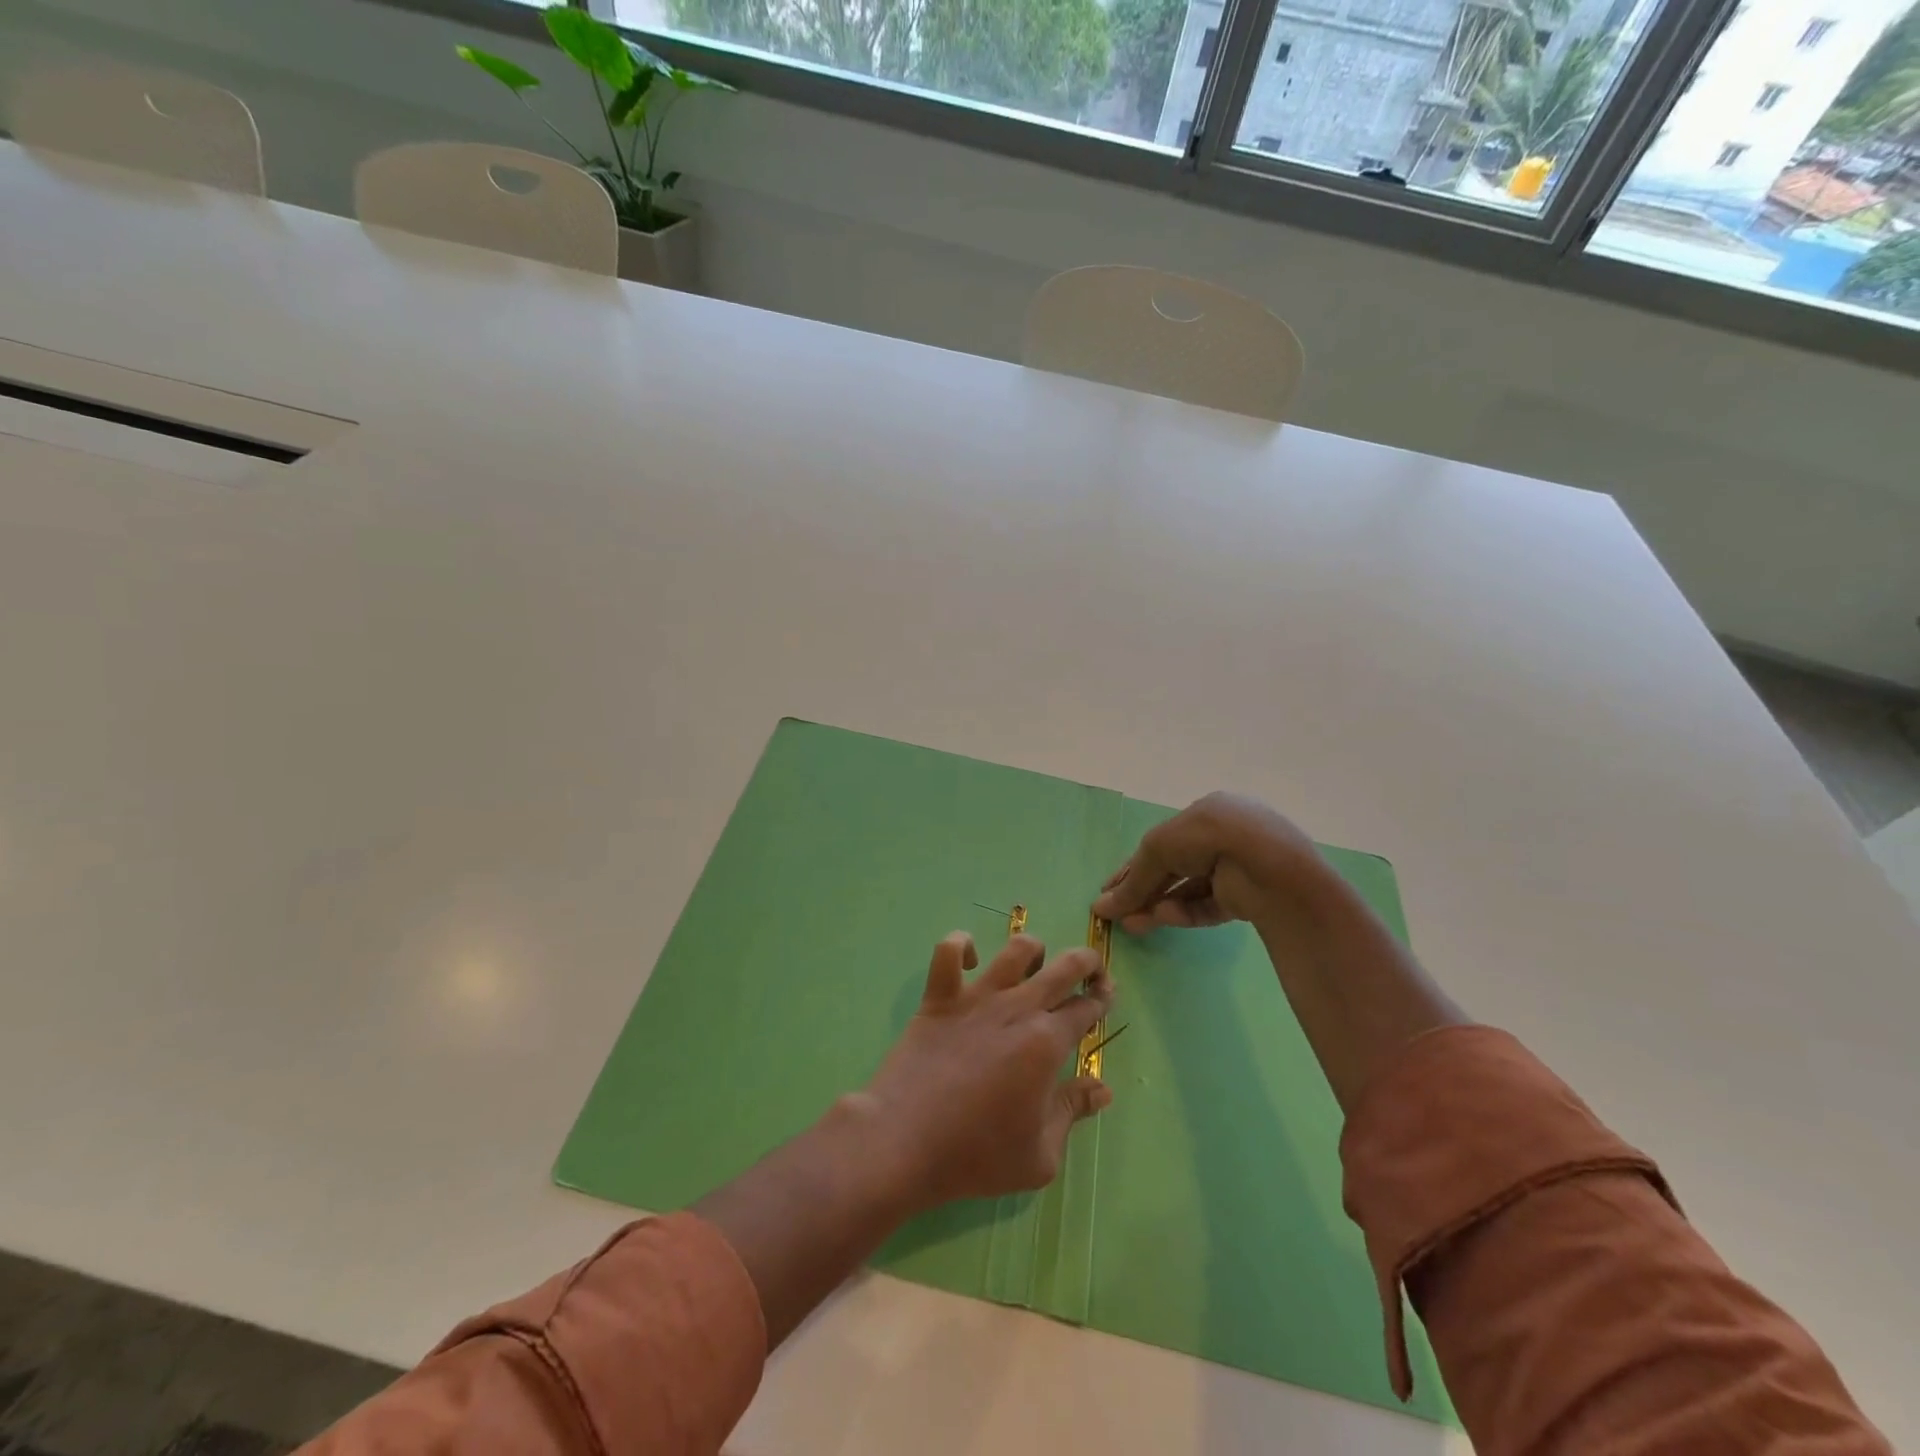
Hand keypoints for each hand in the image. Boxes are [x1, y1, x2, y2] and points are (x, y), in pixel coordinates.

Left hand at [851, 932, 1114, 1213]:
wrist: (904, 1142)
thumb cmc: (975, 1155)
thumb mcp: (1040, 1155)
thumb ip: (1073, 1112)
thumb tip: (1104, 1089)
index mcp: (1046, 1043)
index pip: (1086, 1008)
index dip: (1101, 1001)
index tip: (1104, 1001)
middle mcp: (1017, 1008)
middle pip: (1065, 966)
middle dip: (1088, 962)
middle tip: (1090, 974)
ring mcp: (976, 997)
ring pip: (1016, 949)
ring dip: (1035, 951)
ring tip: (1035, 968)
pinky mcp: (939, 997)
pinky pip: (949, 951)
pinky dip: (962, 946)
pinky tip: (971, 961)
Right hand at [1091, 792, 1335, 933]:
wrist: (1267, 866)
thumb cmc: (1208, 837)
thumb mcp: (1159, 848)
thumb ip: (1133, 879)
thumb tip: (1101, 907)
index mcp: (1207, 812)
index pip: (1163, 841)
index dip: (1133, 865)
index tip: (1108, 889)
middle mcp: (1223, 837)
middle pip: (1173, 868)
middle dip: (1143, 890)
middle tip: (1116, 913)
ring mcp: (1238, 868)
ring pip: (1189, 889)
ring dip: (1158, 905)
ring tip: (1132, 925)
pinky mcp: (1248, 898)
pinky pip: (1209, 905)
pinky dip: (1185, 912)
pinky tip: (1163, 918)